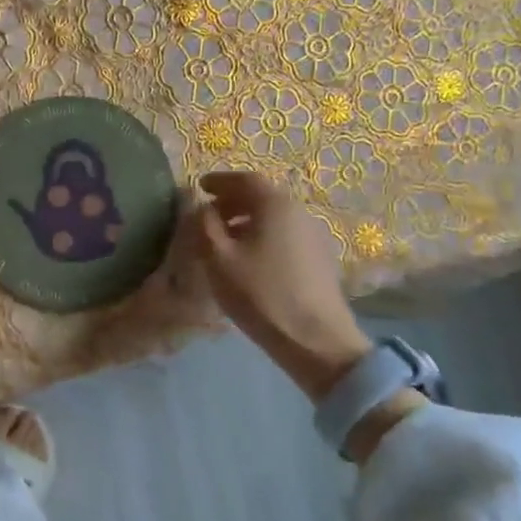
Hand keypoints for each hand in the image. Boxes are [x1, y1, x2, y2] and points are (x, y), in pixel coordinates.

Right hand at [192, 170, 372, 401]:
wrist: (316, 340)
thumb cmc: (261, 294)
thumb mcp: (218, 259)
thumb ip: (204, 225)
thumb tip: (202, 207)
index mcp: (276, 205)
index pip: (245, 179)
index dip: (220, 181)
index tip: (200, 186)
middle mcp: (299, 212)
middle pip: (262, 197)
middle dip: (232, 201)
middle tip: (208, 215)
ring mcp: (314, 236)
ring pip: (274, 218)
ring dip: (247, 221)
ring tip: (224, 240)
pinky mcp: (320, 260)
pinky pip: (285, 235)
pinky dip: (262, 236)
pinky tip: (249, 260)